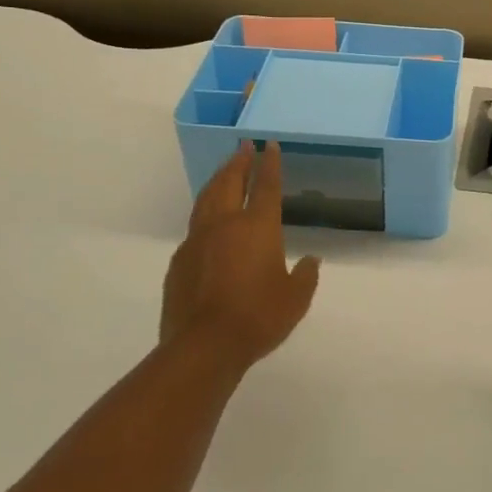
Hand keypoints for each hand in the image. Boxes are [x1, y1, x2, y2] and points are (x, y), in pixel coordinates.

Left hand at [162, 142, 321, 374]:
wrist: (204, 347)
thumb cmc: (258, 317)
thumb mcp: (296, 298)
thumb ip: (306, 275)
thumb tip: (311, 260)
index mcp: (258, 227)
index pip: (266, 186)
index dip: (269, 163)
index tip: (269, 144)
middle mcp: (225, 225)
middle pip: (229, 183)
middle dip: (238, 162)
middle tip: (243, 146)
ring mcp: (197, 241)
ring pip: (206, 200)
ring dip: (217, 180)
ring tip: (224, 171)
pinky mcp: (180, 262)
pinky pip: (194, 227)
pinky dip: (204, 213)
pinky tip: (207, 222)